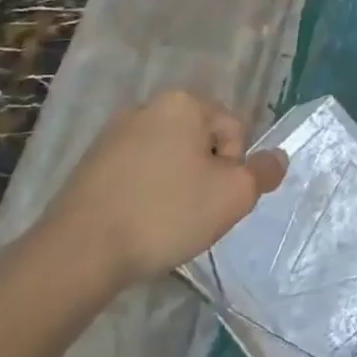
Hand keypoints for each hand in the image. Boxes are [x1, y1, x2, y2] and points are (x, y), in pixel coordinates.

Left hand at [39, 89, 286, 291]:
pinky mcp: (88, 166)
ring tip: (166, 222)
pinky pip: (137, 174)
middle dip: (205, 174)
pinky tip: (139, 224)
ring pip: (168, 159)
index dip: (235, 168)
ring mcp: (112, 135)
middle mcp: (147, 107)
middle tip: (197, 212)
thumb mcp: (234, 195)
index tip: (217, 199)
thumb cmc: (166, 213)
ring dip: (177, 185)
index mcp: (183, 102)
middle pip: (200, 141)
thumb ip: (264, 172)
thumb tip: (278, 157)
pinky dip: (146, 194)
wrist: (78, 253)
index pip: (234, 129)